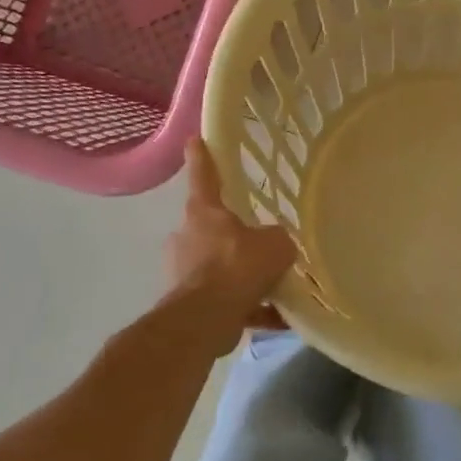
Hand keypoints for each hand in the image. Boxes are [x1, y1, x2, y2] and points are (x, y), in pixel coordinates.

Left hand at [167, 139, 297, 333]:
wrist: (205, 320)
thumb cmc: (238, 267)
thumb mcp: (275, 244)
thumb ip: (277, 238)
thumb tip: (274, 243)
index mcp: (204, 212)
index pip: (204, 176)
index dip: (202, 157)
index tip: (194, 139)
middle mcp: (188, 237)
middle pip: (210, 228)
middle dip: (231, 236)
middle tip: (257, 244)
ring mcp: (184, 272)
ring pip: (217, 267)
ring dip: (240, 276)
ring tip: (273, 288)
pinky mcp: (187, 305)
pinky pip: (224, 301)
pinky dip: (247, 308)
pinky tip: (276, 318)